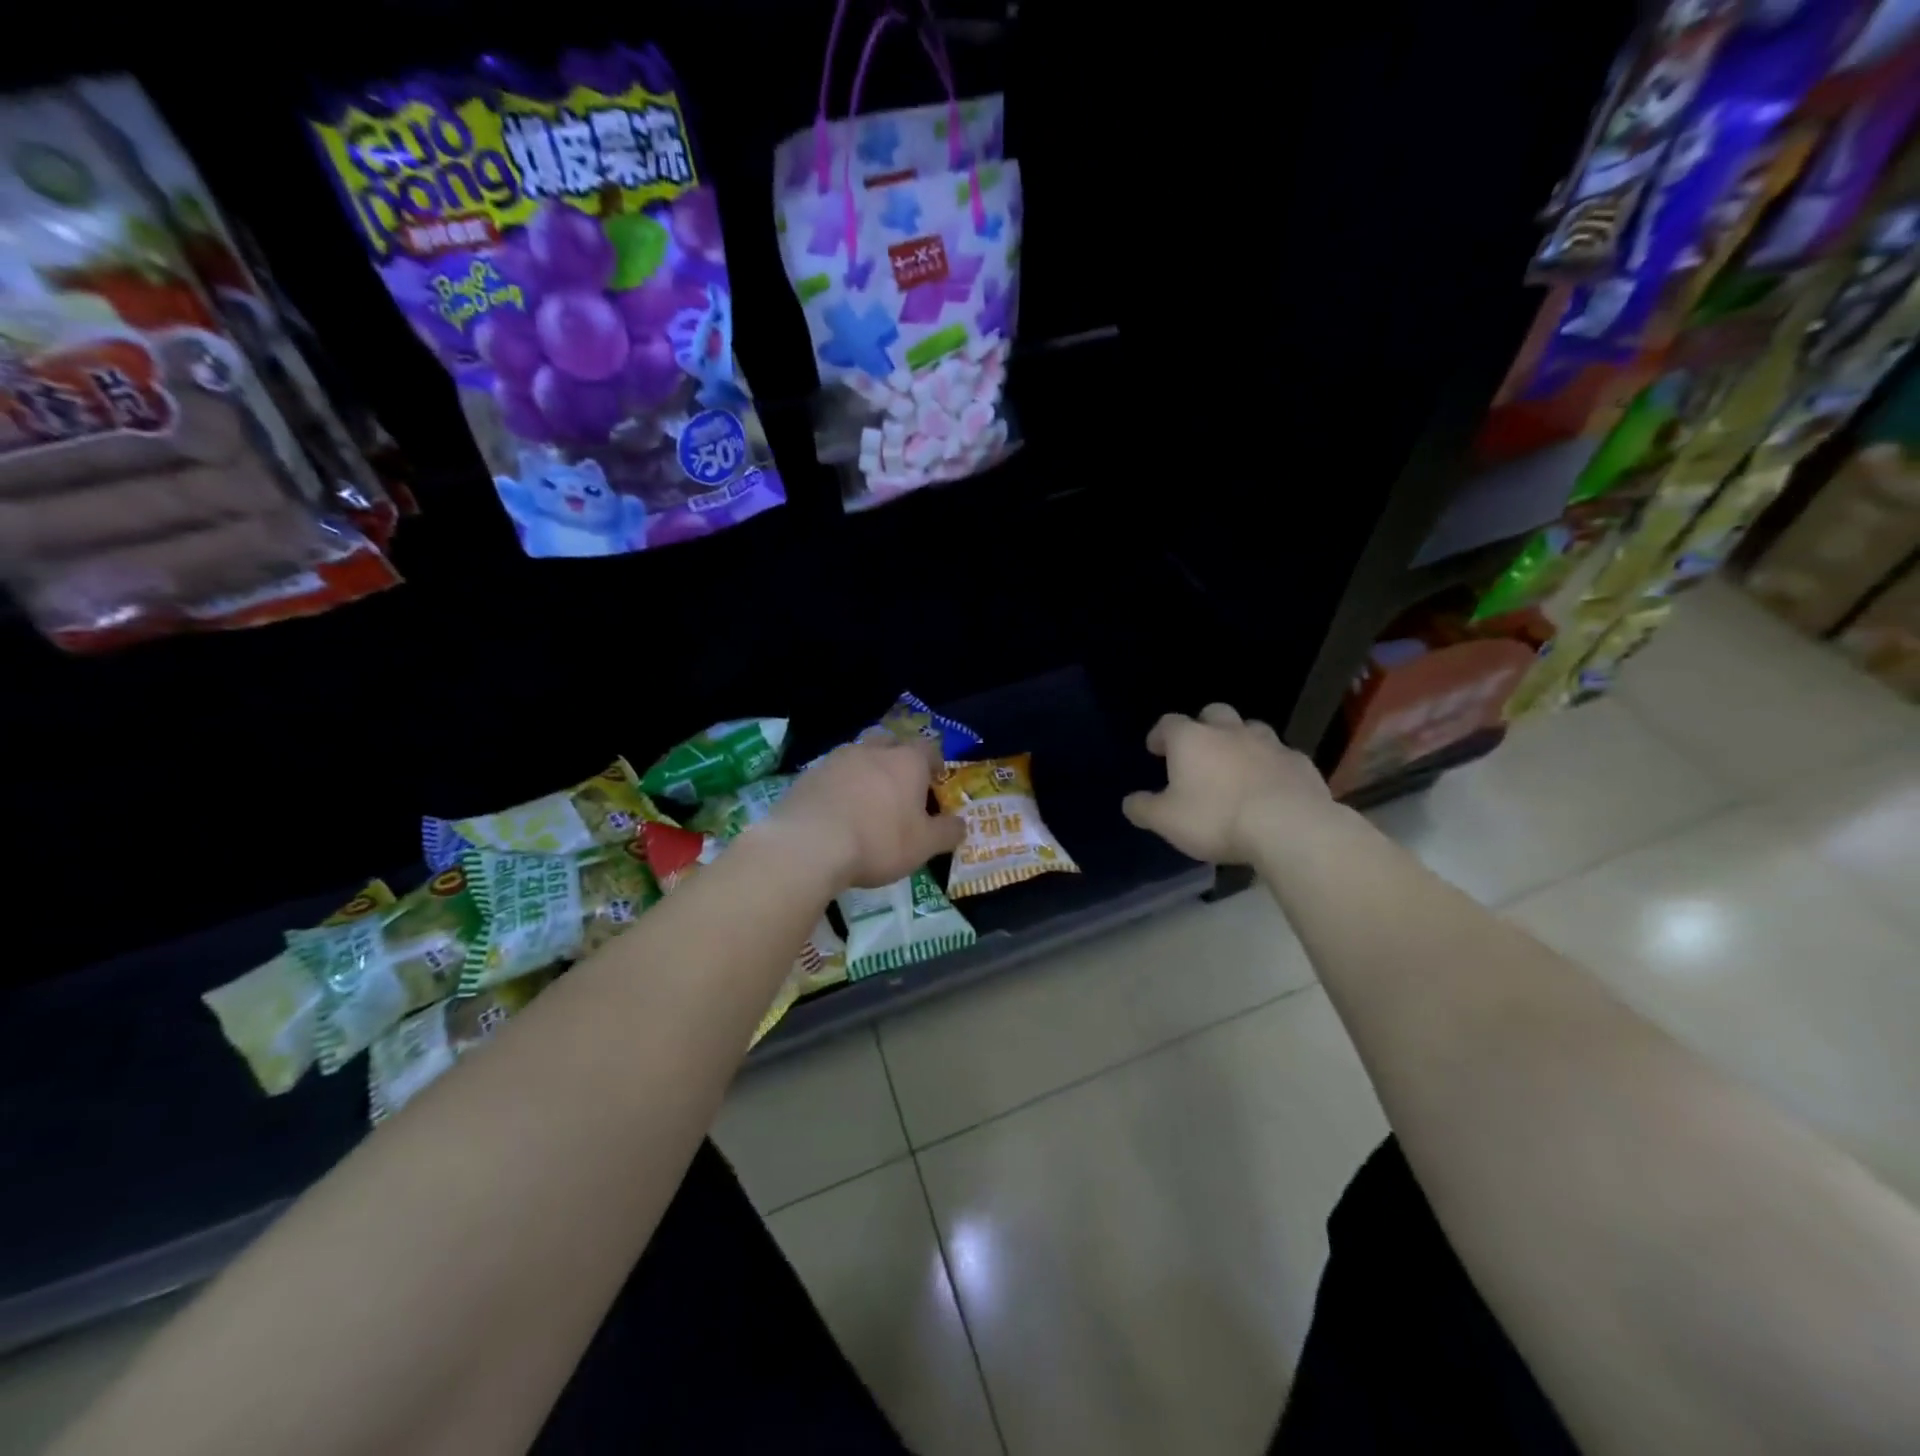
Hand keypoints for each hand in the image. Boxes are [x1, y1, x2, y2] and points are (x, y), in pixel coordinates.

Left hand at [765, 738, 964, 889]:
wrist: (809, 844)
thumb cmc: (878, 841)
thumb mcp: (924, 846)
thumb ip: (947, 832)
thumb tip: (962, 824)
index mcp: (907, 761)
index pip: (929, 748)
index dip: (935, 762)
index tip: (935, 779)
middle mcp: (873, 750)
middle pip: (890, 742)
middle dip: (897, 758)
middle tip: (900, 784)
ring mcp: (836, 759)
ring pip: (858, 755)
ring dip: (865, 770)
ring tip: (866, 798)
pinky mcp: (808, 775)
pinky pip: (831, 774)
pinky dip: (838, 786)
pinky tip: (837, 810)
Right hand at [1121, 703, 1329, 863]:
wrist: (1288, 827)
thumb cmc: (1215, 818)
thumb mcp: (1166, 821)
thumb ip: (1144, 808)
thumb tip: (1130, 802)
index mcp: (1191, 740)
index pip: (1168, 723)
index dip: (1159, 735)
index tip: (1156, 750)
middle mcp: (1229, 731)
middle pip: (1214, 713)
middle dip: (1204, 727)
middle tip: (1199, 751)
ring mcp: (1269, 743)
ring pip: (1251, 729)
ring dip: (1241, 741)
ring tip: (1236, 765)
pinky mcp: (1300, 763)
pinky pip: (1281, 756)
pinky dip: (1271, 765)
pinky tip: (1270, 786)